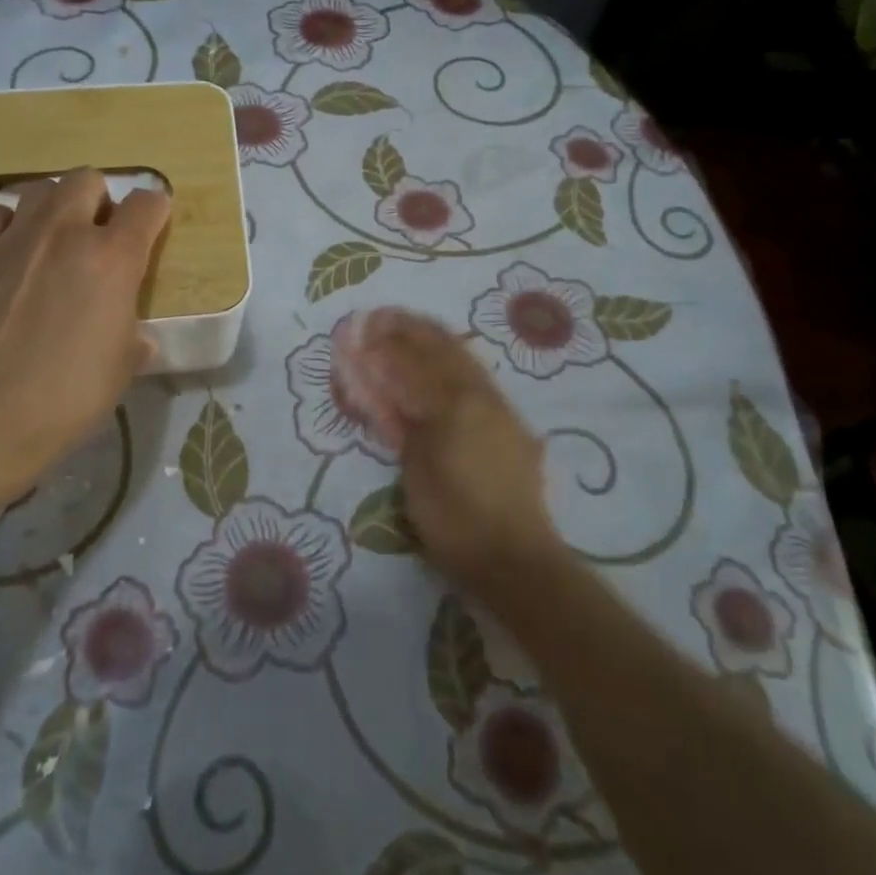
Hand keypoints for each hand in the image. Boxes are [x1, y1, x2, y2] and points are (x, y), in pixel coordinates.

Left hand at [0, 168, 169, 486]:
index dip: (154, 211)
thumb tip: (134, 336)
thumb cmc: (73, 392)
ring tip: (50, 240)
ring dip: (54, 207)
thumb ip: (133, 335)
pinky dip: (8, 226)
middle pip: (88, 179)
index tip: (151, 226)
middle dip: (99, 199)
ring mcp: (16, 238)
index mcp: (115, 258)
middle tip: (95, 235)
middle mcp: (67, 233)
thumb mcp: (124, 364)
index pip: (148, 205)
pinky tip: (9, 254)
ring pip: (41, 189)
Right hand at [342, 308, 559, 593]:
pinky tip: (447, 356)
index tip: (360, 327)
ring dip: (434, 336)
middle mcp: (478, 395)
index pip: (410, 363)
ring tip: (412, 324)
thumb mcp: (416, 469)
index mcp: (452, 405)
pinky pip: (477, 376)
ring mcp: (498, 407)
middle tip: (382, 315)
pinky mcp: (509, 422)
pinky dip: (456, 358)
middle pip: (440, 349)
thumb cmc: (455, 519)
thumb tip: (381, 383)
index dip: (382, 344)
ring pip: (463, 357)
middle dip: (409, 328)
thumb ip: (399, 418)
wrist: (515, 558)